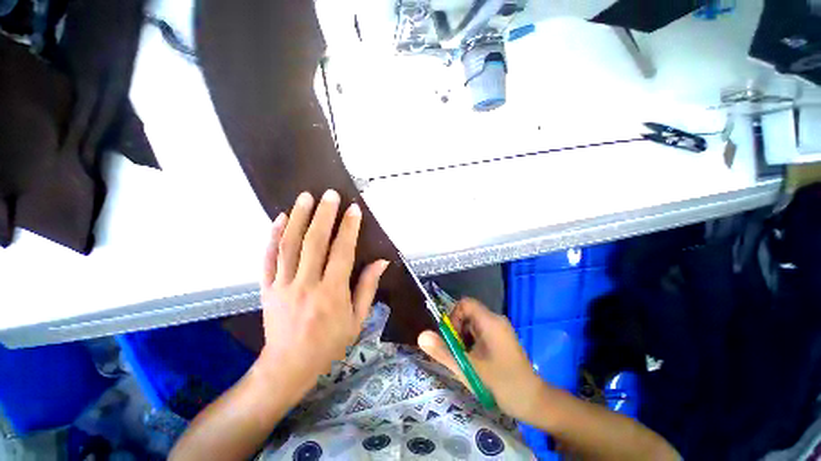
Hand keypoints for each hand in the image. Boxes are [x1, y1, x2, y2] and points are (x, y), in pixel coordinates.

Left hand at [256, 190, 388, 396]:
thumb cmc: (330, 343)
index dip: (349, 229)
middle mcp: (306, 284)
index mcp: (332, 293)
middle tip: (330, 194)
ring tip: (306, 197)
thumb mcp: (358, 319)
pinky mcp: (267, 289)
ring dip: (299, 218)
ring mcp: (283, 285)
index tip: (354, 209)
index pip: (342, 252)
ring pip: (290, 245)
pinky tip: (281, 218)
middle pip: (315, 242)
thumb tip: (381, 261)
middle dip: (324, 215)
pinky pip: (269, 258)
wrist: (289, 366)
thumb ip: (368, 287)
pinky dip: (273, 236)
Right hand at [418, 298, 548, 421]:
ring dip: (465, 340)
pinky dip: (473, 344)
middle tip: (460, 354)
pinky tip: (477, 363)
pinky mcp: (502, 339)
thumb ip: (443, 351)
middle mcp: (495, 320)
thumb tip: (421, 336)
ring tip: (468, 361)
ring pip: (473, 325)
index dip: (453, 317)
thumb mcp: (467, 368)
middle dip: (458, 332)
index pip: (464, 303)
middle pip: (468, 314)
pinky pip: (481, 333)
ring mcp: (500, 330)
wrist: (534, 402)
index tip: (453, 339)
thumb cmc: (501, 383)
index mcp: (489, 321)